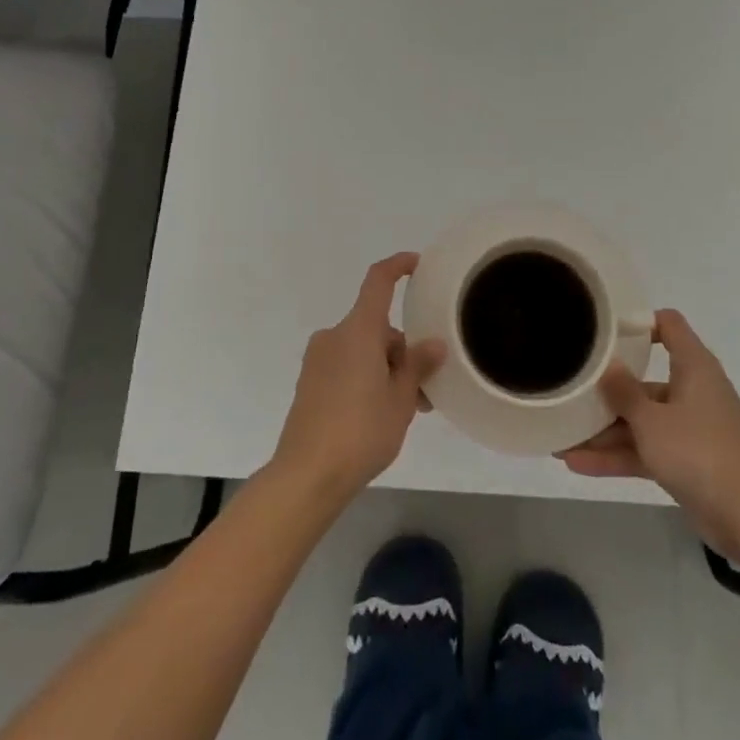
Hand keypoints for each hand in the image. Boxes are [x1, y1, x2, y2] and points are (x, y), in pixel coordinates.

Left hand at [269, 254, 446, 505]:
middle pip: (376, 328)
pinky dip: (366, 379)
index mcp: (358, 330)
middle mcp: (334, 336)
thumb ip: (418, 365)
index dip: (398, 266)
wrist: (306, 476)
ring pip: (363, 351)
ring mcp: (317, 360)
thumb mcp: (401, 399)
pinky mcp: (309, 384)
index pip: (378, 281)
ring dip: (386, 370)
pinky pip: (346, 368)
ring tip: (407, 412)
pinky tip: (379, 415)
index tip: (416, 264)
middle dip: (402, 352)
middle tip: (425, 390)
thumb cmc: (361, 430)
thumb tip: (433, 344)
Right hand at [556, 309, 739, 551]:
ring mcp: (690, 428)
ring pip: (642, 420)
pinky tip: (577, 463)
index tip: (603, 331)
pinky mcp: (687, 460)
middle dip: (608, 390)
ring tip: (562, 437)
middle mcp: (693, 391)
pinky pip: (647, 449)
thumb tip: (608, 364)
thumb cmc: (697, 451)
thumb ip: (623, 391)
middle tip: (572, 389)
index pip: (669, 325)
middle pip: (645, 380)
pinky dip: (618, 456)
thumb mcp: (650, 419)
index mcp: (694, 367)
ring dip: (605, 431)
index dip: (638, 322)